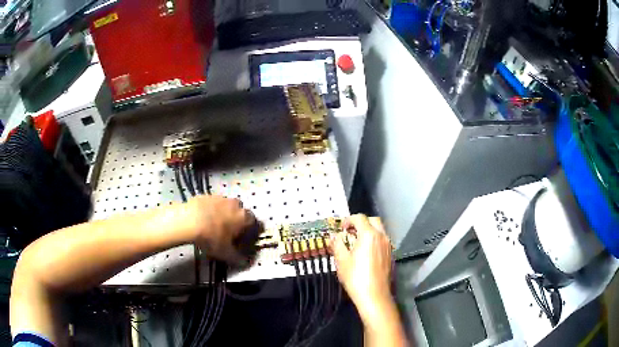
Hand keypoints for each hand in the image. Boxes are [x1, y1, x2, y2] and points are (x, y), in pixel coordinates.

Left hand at [187, 195, 261, 265]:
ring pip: (226, 207)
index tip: (242, 239)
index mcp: (244, 217)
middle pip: (240, 213)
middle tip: (228, 233)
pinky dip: (211, 210)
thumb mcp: (226, 253)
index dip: (249, 232)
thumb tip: (246, 262)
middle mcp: (236, 204)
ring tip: (213, 226)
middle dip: (236, 221)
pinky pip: (213, 204)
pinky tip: (203, 220)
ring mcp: (221, 197)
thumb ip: (238, 258)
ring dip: (223, 214)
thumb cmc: (212, 238)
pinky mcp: (207, 195)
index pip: (254, 223)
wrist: (189, 220)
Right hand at [331, 214, 393, 321]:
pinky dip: (374, 240)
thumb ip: (338, 244)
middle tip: (350, 232)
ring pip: (380, 230)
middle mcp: (381, 236)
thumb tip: (334, 236)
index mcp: (369, 235)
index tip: (341, 229)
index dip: (348, 220)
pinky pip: (383, 240)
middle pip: (373, 220)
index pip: (360, 218)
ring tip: (357, 243)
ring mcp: (388, 246)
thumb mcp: (342, 260)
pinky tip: (366, 253)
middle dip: (361, 223)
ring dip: (369, 231)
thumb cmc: (356, 277)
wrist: (374, 295)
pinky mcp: (390, 255)